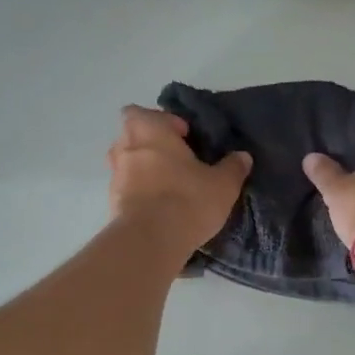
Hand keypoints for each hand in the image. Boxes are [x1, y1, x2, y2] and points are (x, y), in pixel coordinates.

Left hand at [107, 105, 251, 254]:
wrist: (149, 241)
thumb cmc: (186, 200)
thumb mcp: (222, 184)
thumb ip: (233, 167)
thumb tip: (243, 157)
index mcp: (149, 130)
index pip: (146, 112)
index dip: (166, 122)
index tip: (186, 139)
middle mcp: (125, 146)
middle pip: (133, 135)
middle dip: (152, 144)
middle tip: (177, 161)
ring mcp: (114, 175)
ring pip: (127, 162)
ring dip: (143, 169)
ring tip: (168, 186)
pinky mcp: (111, 201)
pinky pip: (126, 188)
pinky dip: (138, 193)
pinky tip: (159, 208)